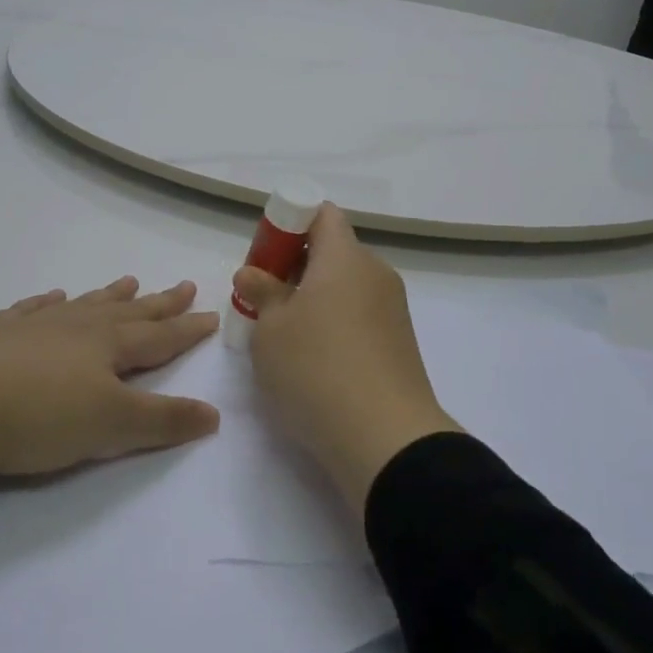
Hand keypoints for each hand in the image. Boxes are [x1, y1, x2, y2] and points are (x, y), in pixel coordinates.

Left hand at [0, 278, 219, 511]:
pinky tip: (52, 297)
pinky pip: (30, 310)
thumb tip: (215, 413)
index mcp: (108, 346)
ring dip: (108, 296)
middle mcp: (76, 327)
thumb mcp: (110, 427)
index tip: (211, 314)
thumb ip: (163, 420)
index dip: (187, 329)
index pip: (160, 336)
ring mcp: (34, 326)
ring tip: (128, 281)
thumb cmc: (38, 417)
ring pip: (82, 305)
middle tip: (182, 285)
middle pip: (127, 312)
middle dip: (158, 303)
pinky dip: (46, 303)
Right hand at [233, 205, 459, 513]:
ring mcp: (392, 309)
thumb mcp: (270, 330)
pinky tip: (314, 361)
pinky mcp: (399, 343)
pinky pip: (359, 316)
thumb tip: (253, 273)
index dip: (290, 223)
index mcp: (345, 257)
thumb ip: (260, 293)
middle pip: (333, 251)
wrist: (386, 439)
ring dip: (314, 300)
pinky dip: (334, 325)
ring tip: (284, 337)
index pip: (322, 213)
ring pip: (345, 287)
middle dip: (296, 267)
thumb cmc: (317, 368)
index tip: (265, 256)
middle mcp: (375, 273)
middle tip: (264, 301)